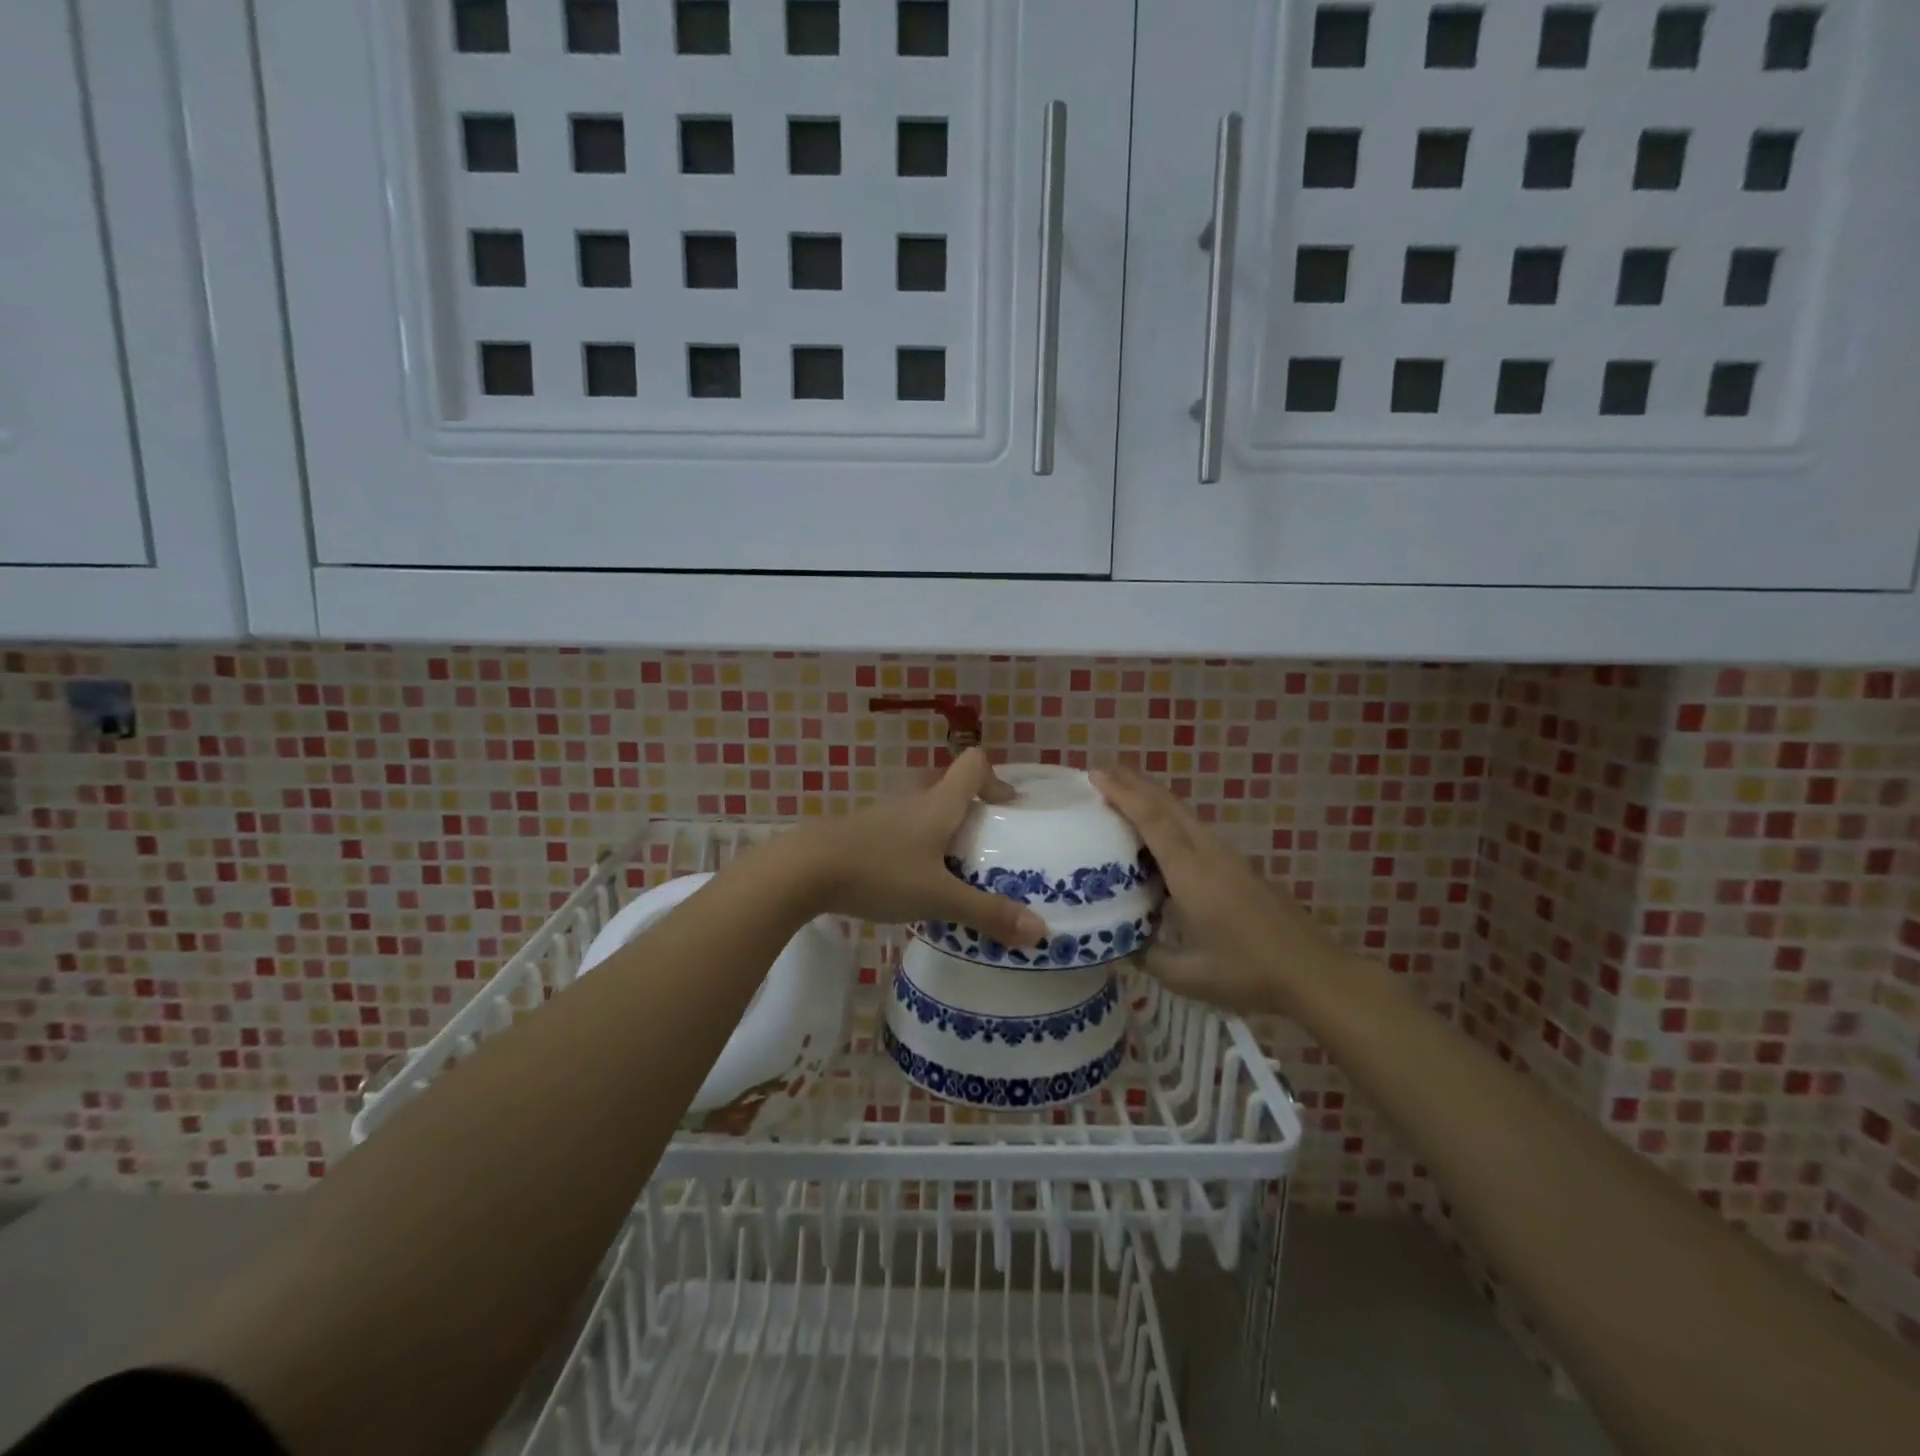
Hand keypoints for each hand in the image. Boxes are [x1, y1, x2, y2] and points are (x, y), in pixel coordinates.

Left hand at [789, 749, 1047, 946]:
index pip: (973, 764)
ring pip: (921, 813)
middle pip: (948, 789)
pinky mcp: (859, 835)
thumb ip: (987, 914)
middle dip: (970, 813)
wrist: (804, 871)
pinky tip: (908, 884)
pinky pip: (897, 833)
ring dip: (939, 834)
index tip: (1007, 810)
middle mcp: (912, 801)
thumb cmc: (880, 873)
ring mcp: (881, 816)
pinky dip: (912, 849)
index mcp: (938, 804)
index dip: (995, 779)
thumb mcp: (939, 898)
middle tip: (983, 848)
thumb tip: (1041, 933)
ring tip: (950, 872)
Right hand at [1091, 765, 1348, 1015]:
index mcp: (1191, 873)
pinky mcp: (1241, 868)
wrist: (1314, 974)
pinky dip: (1170, 820)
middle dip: (1135, 783)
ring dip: (1154, 799)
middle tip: (1103, 773)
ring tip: (1125, 796)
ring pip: (1185, 815)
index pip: (1152, 820)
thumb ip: (1147, 956)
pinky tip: (1162, 837)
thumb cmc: (1248, 974)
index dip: (1123, 794)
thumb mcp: (1187, 976)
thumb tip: (1118, 944)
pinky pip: (1197, 831)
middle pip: (1169, 805)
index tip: (1096, 774)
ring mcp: (1229, 858)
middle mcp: (1209, 854)